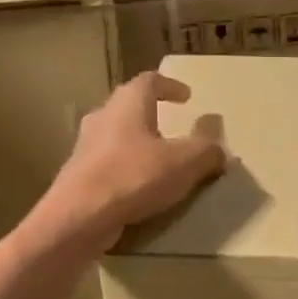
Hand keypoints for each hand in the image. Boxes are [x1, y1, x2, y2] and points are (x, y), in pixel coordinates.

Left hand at [39, 72, 225, 249]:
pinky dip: (125, 168)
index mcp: (128, 103)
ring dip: (137, 142)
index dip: (170, 86)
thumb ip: (206, 149)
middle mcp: (103, 117)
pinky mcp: (78, 175)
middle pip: (129, 106)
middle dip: (151, 114)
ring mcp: (85, 146)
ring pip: (116, 136)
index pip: (150, 81)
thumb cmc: (133, 177)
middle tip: (172, 126)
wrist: (79, 217)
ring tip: (157, 160)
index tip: (187, 96)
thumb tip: (219, 144)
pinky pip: (107, 163)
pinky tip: (138, 187)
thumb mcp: (184, 163)